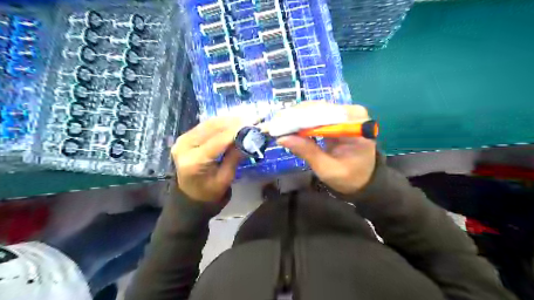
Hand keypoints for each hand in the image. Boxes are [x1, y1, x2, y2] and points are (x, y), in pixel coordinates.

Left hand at [173, 118, 242, 201]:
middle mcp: (184, 146)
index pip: (218, 140)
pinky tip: (232, 122)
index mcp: (194, 161)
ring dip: (227, 120)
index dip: (236, 131)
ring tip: (244, 119)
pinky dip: (219, 123)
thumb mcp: (225, 178)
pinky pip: (204, 126)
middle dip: (233, 122)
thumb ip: (235, 157)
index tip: (252, 124)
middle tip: (250, 119)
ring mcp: (182, 140)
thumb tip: (248, 138)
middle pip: (212, 128)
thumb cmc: (210, 192)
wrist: (190, 196)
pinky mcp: (185, 138)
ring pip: (208, 124)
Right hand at [276, 103, 373, 193]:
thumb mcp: (327, 169)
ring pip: (315, 110)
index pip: (324, 114)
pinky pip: (316, 115)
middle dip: (294, 117)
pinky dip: (301, 121)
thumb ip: (307, 152)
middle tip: (273, 125)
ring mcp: (345, 114)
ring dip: (295, 117)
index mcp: (356, 124)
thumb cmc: (349, 178)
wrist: (363, 179)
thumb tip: (282, 138)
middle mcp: (352, 113)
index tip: (279, 124)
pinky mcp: (337, 118)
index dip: (300, 119)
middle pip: (318, 109)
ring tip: (277, 125)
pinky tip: (288, 126)